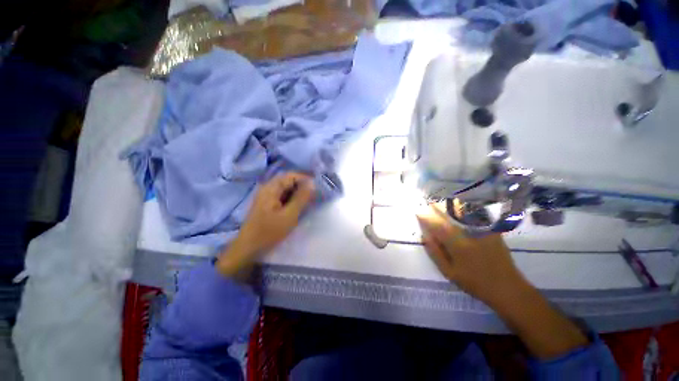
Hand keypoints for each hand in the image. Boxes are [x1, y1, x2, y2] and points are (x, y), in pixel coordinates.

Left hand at [217, 172, 314, 277]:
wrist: (248, 248)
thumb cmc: (269, 231)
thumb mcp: (289, 215)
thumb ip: (301, 198)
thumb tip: (312, 183)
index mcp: (271, 188)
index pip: (291, 175)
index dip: (305, 179)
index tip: (317, 187)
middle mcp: (268, 188)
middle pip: (288, 181)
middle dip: (303, 186)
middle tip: (315, 195)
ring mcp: (267, 196)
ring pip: (286, 189)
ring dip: (298, 193)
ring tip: (309, 201)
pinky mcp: (267, 204)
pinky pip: (282, 196)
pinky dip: (292, 199)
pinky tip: (299, 206)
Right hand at [417, 204, 525, 305]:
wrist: (507, 287)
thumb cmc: (474, 282)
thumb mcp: (449, 272)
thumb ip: (435, 253)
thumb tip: (424, 236)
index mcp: (457, 243)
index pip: (437, 224)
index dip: (426, 217)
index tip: (417, 212)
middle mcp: (469, 232)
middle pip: (450, 214)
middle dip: (437, 207)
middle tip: (428, 203)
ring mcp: (483, 229)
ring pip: (463, 211)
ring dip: (449, 205)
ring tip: (441, 203)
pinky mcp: (492, 230)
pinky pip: (476, 214)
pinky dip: (465, 209)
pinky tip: (459, 208)